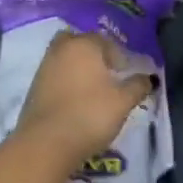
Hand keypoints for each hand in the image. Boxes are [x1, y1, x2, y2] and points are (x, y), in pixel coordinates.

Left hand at [16, 31, 154, 168]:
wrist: (46, 142)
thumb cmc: (90, 115)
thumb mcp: (123, 102)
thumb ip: (138, 86)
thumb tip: (149, 78)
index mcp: (84, 45)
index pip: (105, 41)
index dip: (119, 55)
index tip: (126, 72)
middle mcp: (61, 49)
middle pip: (80, 43)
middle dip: (93, 54)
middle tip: (107, 73)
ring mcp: (44, 67)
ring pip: (65, 58)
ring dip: (78, 68)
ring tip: (93, 89)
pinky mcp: (34, 87)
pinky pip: (55, 75)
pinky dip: (66, 81)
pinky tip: (76, 100)